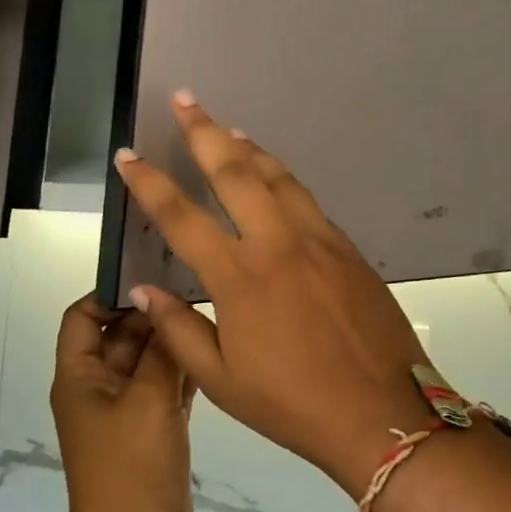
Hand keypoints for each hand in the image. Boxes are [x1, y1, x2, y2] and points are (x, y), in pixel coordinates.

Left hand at [50, 295, 201, 511]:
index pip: (82, 317)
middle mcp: (99, 389)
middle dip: (151, 315)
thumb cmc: (132, 471)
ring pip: (146, 362)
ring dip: (171, 343)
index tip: (153, 278)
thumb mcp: (147, 400)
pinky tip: (213, 356)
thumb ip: (159, 349)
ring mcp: (127, 413)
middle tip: (196, 290)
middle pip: (120, 335)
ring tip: (210, 315)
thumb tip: (162, 303)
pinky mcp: (152, 434)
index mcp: (80, 377)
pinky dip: (182, 373)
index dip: (109, 294)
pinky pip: (165, 389)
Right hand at [113, 93, 430, 496]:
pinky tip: (274, 174)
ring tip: (227, 128)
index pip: (181, 217)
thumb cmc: (293, 404)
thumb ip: (178, 329)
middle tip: (185, 99)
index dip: (149, 183)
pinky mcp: (346, 247)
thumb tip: (142, 290)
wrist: (383, 412)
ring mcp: (316, 240)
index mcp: (239, 277)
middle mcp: (276, 244)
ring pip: (276, 176)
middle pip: (234, 173)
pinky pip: (306, 199)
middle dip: (204, 132)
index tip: (128, 156)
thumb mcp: (220, 381)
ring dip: (247, 147)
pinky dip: (282, 177)